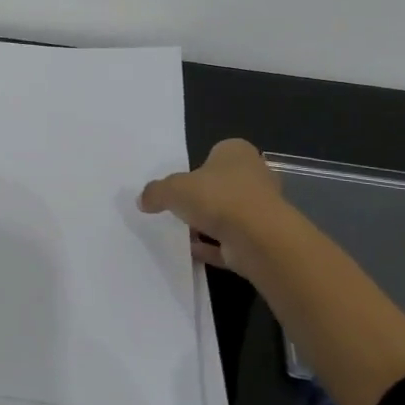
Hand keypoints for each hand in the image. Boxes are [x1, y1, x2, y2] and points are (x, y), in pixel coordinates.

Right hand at [138, 138, 285, 268]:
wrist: (258, 239)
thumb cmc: (217, 197)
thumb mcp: (173, 189)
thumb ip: (156, 192)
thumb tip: (142, 200)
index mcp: (237, 153)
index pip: (218, 152)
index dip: (199, 165)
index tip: (182, 180)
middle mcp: (255, 176)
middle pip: (224, 183)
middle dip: (205, 195)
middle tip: (180, 205)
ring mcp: (261, 209)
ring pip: (230, 213)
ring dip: (210, 223)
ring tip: (182, 231)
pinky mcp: (262, 238)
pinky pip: (231, 241)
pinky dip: (214, 246)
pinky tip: (192, 252)